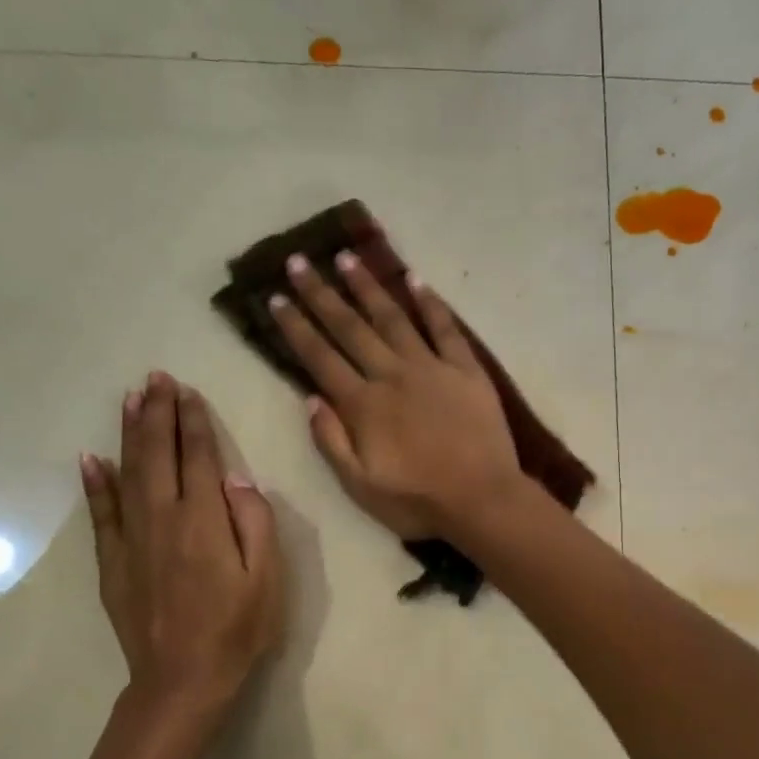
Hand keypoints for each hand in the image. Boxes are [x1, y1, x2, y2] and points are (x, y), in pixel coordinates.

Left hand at [81, 372, 283, 712]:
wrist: (182, 679)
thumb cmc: (237, 630)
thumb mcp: (268, 579)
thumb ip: (255, 523)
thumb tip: (236, 479)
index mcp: (205, 521)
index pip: (199, 458)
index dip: (194, 422)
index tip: (188, 392)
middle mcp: (164, 519)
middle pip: (158, 455)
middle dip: (158, 414)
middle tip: (156, 378)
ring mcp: (132, 540)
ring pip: (128, 474)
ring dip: (130, 434)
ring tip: (130, 400)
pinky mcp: (113, 562)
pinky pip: (102, 513)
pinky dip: (95, 484)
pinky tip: (91, 459)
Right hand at [269, 249, 521, 540]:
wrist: (482, 500)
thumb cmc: (417, 500)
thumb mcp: (360, 486)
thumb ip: (331, 441)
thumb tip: (310, 398)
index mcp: (363, 405)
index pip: (320, 358)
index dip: (296, 327)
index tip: (276, 297)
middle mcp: (392, 375)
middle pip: (350, 328)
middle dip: (321, 294)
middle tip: (299, 261)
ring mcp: (432, 368)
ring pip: (393, 318)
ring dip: (368, 287)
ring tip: (347, 257)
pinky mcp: (466, 370)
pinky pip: (445, 329)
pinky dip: (430, 303)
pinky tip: (415, 280)